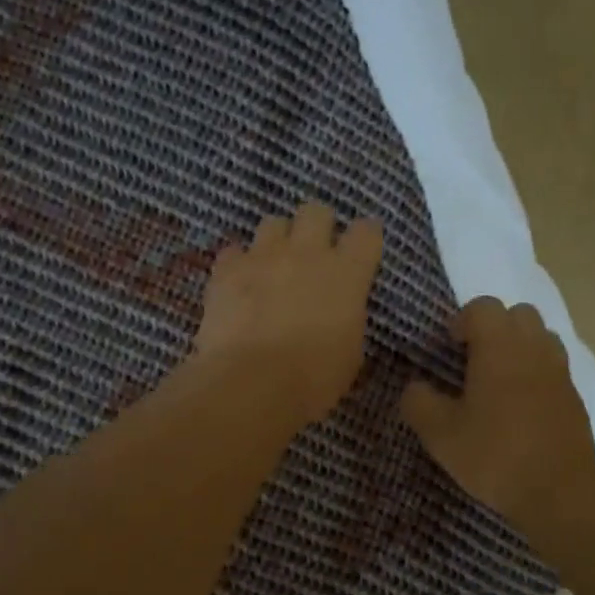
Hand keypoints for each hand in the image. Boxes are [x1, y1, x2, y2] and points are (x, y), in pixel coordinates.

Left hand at [192, 202, 384, 428]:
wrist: (252, 383)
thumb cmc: (313, 378)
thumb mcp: (350, 353)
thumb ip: (347, 319)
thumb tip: (338, 313)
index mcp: (347, 273)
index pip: (367, 232)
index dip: (364, 239)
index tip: (360, 254)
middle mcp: (307, 252)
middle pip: (316, 211)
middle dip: (317, 226)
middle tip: (312, 254)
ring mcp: (263, 256)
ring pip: (273, 223)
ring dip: (276, 241)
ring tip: (272, 267)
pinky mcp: (227, 269)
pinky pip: (234, 252)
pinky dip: (238, 265)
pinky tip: (238, 286)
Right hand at [400, 296, 594, 541]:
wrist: (560, 492)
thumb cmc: (495, 455)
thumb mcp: (440, 434)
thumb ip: (419, 402)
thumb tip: (415, 386)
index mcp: (499, 347)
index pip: (482, 307)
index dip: (461, 321)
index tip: (448, 347)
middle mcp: (533, 348)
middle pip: (517, 314)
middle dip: (493, 328)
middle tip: (472, 360)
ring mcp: (559, 371)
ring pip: (539, 337)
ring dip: (517, 348)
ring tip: (497, 381)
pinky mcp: (574, 396)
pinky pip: (552, 367)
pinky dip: (535, 373)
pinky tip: (519, 407)